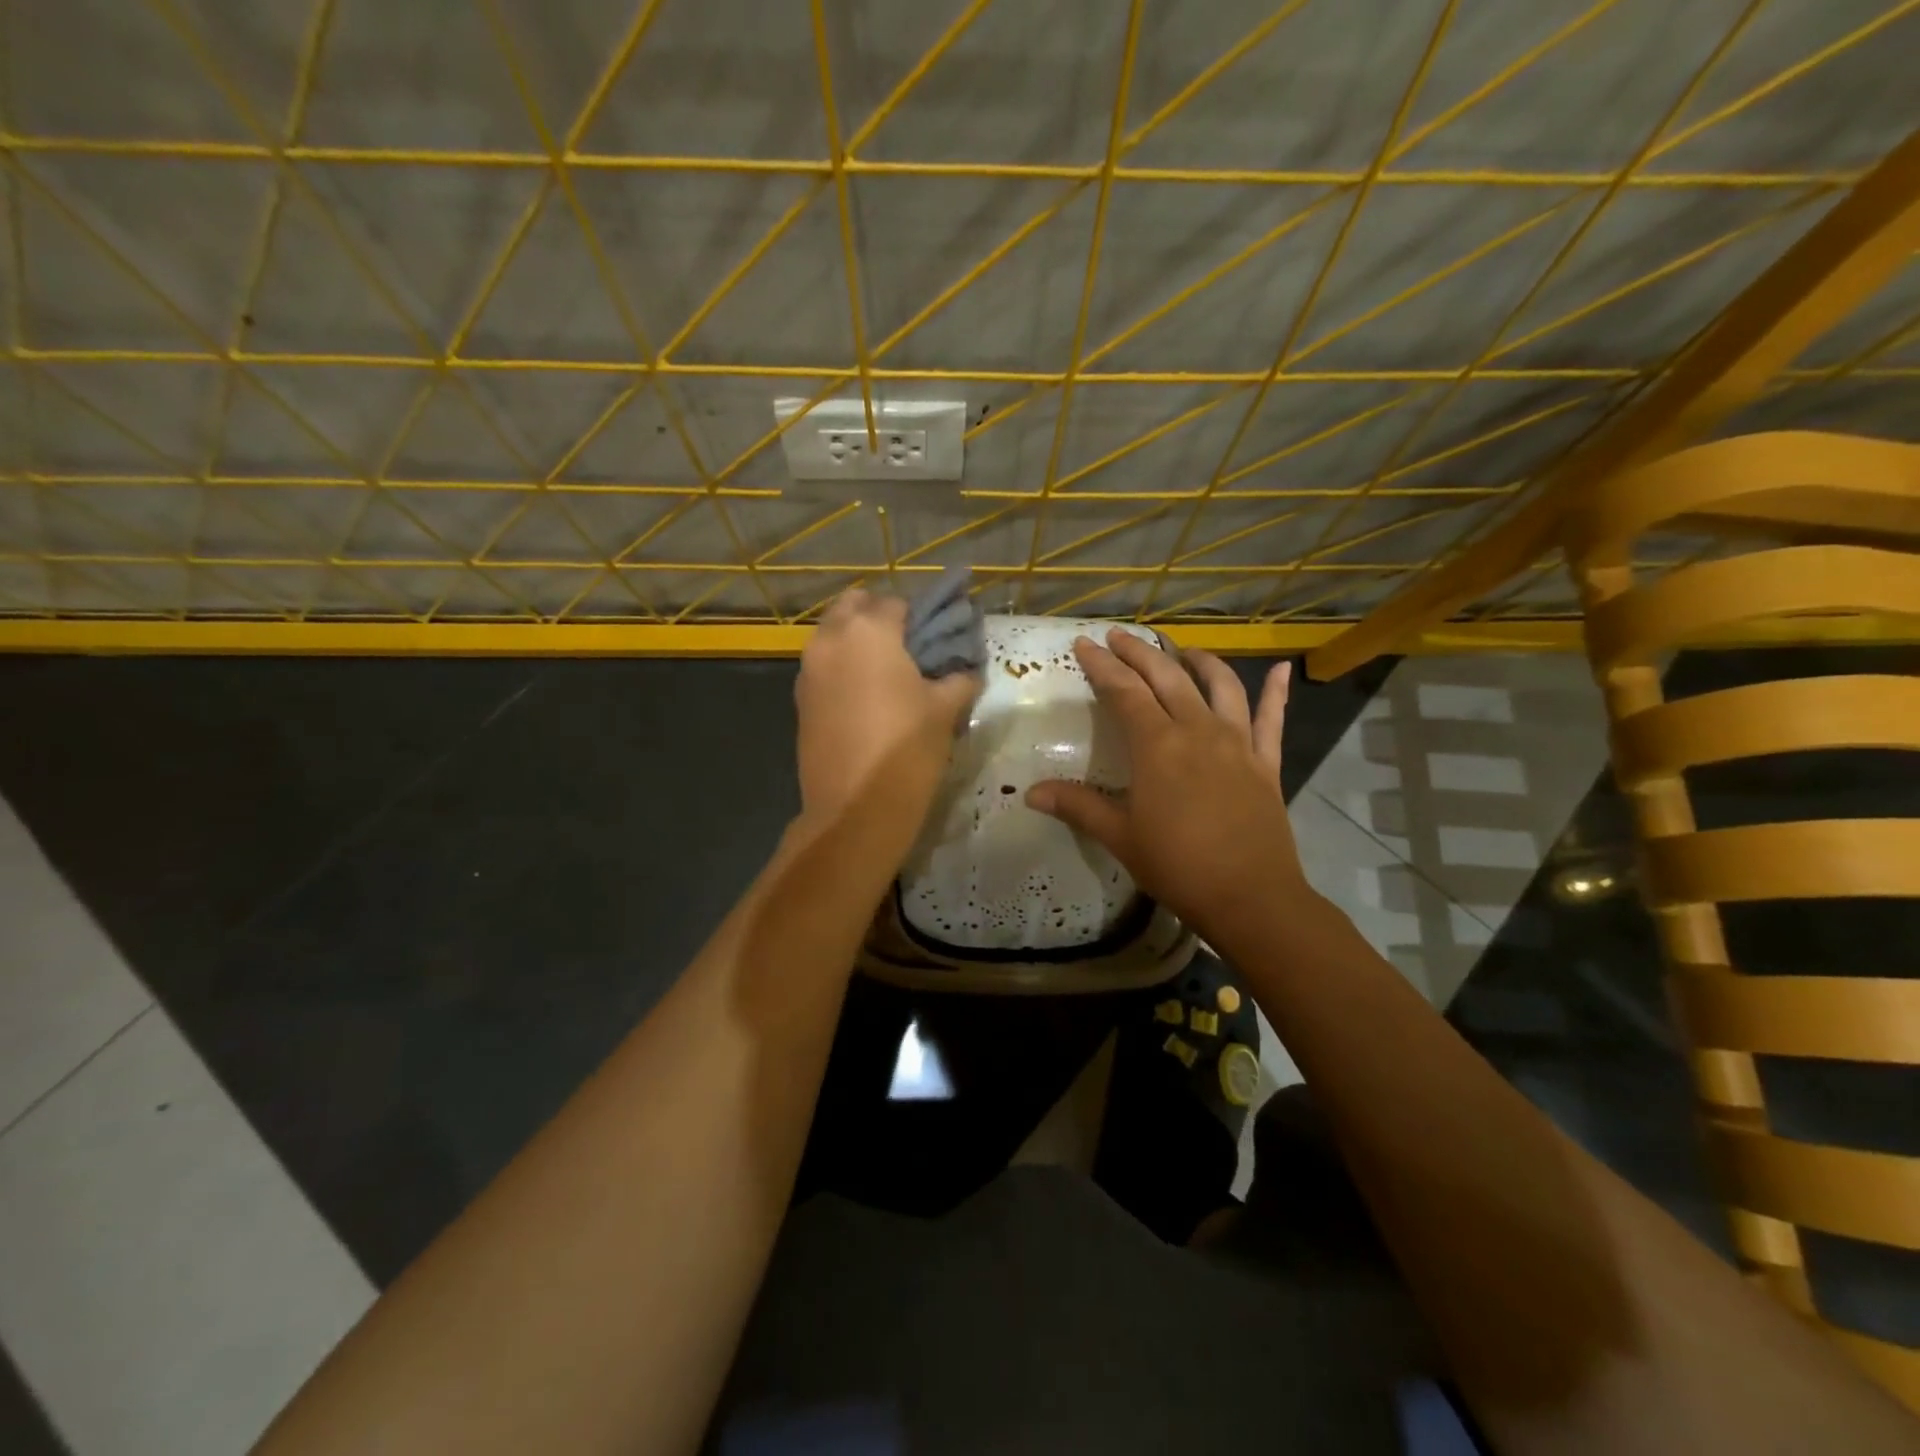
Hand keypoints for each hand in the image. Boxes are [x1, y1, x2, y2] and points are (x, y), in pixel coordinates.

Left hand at [795, 588, 978, 823]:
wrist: (855, 810)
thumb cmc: (906, 750)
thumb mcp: (945, 710)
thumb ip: (958, 679)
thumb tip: (966, 671)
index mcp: (868, 630)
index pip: (896, 603)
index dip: (919, 619)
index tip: (936, 641)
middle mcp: (830, 639)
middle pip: (853, 606)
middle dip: (879, 617)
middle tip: (908, 648)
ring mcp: (808, 670)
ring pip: (832, 636)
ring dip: (857, 641)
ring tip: (888, 675)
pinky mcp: (799, 700)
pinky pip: (823, 667)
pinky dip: (842, 668)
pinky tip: (866, 699)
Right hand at [1026, 630, 1306, 945]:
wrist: (1250, 897)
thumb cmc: (1177, 865)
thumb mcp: (1119, 837)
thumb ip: (1077, 806)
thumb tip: (1031, 793)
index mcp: (1157, 745)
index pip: (1124, 692)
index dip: (1102, 666)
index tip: (1084, 644)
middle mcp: (1198, 730)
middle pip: (1167, 677)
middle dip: (1139, 652)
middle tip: (1119, 636)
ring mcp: (1237, 743)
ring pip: (1219, 686)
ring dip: (1198, 661)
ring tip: (1182, 651)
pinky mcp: (1266, 762)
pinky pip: (1272, 719)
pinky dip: (1275, 693)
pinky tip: (1280, 671)